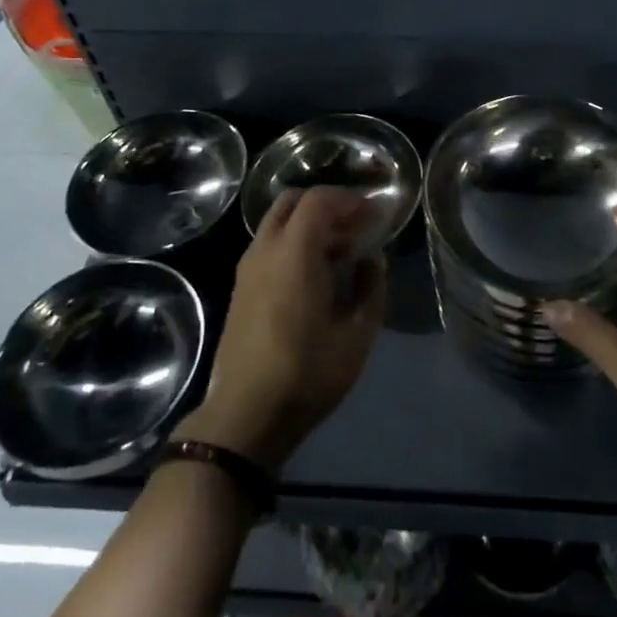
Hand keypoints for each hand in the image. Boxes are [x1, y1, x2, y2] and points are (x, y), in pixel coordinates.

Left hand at [174, 187, 386, 472]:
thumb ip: (370, 287)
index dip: (350, 200)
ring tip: (341, 251)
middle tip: (356, 226)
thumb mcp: (356, 335)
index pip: (319, 200)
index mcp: (294, 253)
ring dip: (309, 224)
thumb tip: (371, 260)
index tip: (375, 215)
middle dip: (328, 205)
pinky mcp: (240, 288)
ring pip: (277, 223)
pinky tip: (316, 273)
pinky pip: (269, 245)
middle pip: (292, 202)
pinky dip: (294, 242)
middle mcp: (265, 250)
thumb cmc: (307, 374)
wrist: (245, 416)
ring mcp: (247, 268)